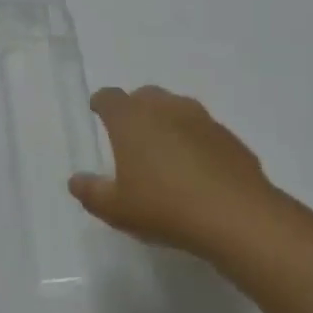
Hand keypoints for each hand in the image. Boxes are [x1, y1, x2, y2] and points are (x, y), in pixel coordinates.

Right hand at [70, 86, 273, 258]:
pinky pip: (203, 131)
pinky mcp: (228, 137)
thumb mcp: (117, 209)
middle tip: (131, 136)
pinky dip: (195, 141)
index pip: (109, 97)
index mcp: (131, 118)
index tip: (98, 112)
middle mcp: (165, 108)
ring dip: (167, 122)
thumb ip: (91, 192)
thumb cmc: (164, 207)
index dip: (101, 103)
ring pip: (177, 109)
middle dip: (135, 109)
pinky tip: (197, 170)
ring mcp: (201, 119)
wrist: (236, 216)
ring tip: (165, 152)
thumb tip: (75, 180)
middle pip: (145, 96)